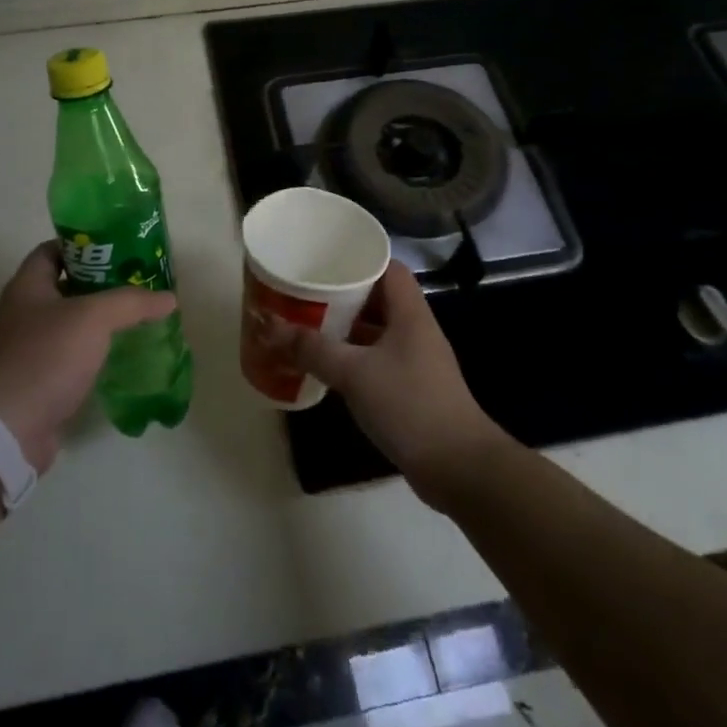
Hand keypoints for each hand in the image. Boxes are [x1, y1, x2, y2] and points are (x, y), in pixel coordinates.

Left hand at [0, 241, 176, 473]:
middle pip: (66, 286)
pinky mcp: (38, 380)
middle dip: (102, 283)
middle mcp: (23, 312)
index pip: (53, 250)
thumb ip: (131, 303)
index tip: (119, 248)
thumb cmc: (45, 357)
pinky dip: (94, 352)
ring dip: (101, 320)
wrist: (8, 429)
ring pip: (71, 323)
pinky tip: (121, 354)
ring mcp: (28, 348)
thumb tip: (169, 298)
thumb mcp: (93, 318)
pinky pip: (70, 355)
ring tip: (138, 316)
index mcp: (27, 286)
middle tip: (138, 282)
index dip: (84, 245)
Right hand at [266, 261, 504, 500]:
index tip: (325, 260)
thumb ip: (312, 349)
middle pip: (378, 299)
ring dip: (345, 329)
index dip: (360, 259)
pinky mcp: (411, 390)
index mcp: (410, 313)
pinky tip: (326, 367)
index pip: (388, 268)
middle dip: (342, 295)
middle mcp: (415, 330)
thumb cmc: (409, 405)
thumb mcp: (354, 373)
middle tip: (304, 293)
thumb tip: (268, 326)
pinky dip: (352, 359)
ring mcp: (415, 362)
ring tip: (306, 326)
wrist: (458, 468)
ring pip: (375, 332)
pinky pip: (376, 361)